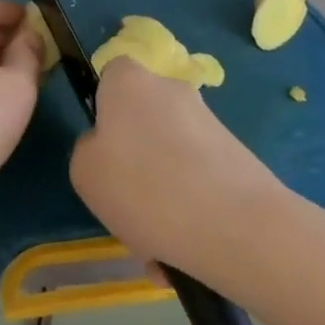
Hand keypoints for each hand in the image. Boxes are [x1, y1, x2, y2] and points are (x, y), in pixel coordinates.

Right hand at [71, 58, 288, 277]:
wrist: (238, 227)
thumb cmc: (144, 188)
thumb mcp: (85, 173)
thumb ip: (89, 150)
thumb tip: (111, 150)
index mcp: (130, 82)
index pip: (111, 76)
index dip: (103, 110)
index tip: (102, 149)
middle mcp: (173, 90)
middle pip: (144, 119)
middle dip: (136, 157)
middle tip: (127, 202)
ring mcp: (211, 123)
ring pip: (172, 156)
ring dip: (162, 191)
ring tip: (158, 241)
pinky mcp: (240, 157)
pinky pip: (200, 180)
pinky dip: (191, 207)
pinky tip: (185, 248)